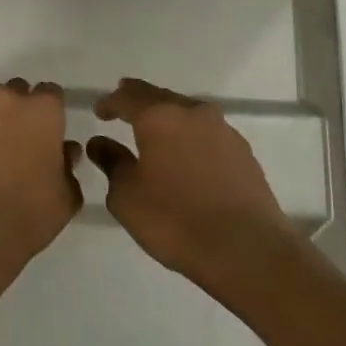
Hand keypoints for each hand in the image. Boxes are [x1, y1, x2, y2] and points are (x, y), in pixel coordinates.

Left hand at [0, 79, 82, 263]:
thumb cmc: (27, 215)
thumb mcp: (66, 197)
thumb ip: (68, 166)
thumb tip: (64, 152)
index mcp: (42, 111)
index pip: (51, 94)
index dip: (50, 114)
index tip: (48, 135)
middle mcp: (5, 99)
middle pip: (15, 92)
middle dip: (18, 112)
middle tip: (17, 144)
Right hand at [88, 77, 302, 284]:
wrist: (246, 249)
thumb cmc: (175, 219)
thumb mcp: (127, 195)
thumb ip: (111, 162)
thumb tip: (100, 142)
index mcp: (160, 116)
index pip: (128, 96)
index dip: (110, 102)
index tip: (99, 112)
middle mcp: (193, 113)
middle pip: (160, 97)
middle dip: (140, 102)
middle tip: (123, 110)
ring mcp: (223, 131)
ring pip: (187, 113)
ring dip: (168, 119)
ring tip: (154, 134)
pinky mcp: (243, 152)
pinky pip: (207, 134)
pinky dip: (190, 138)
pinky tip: (186, 157)